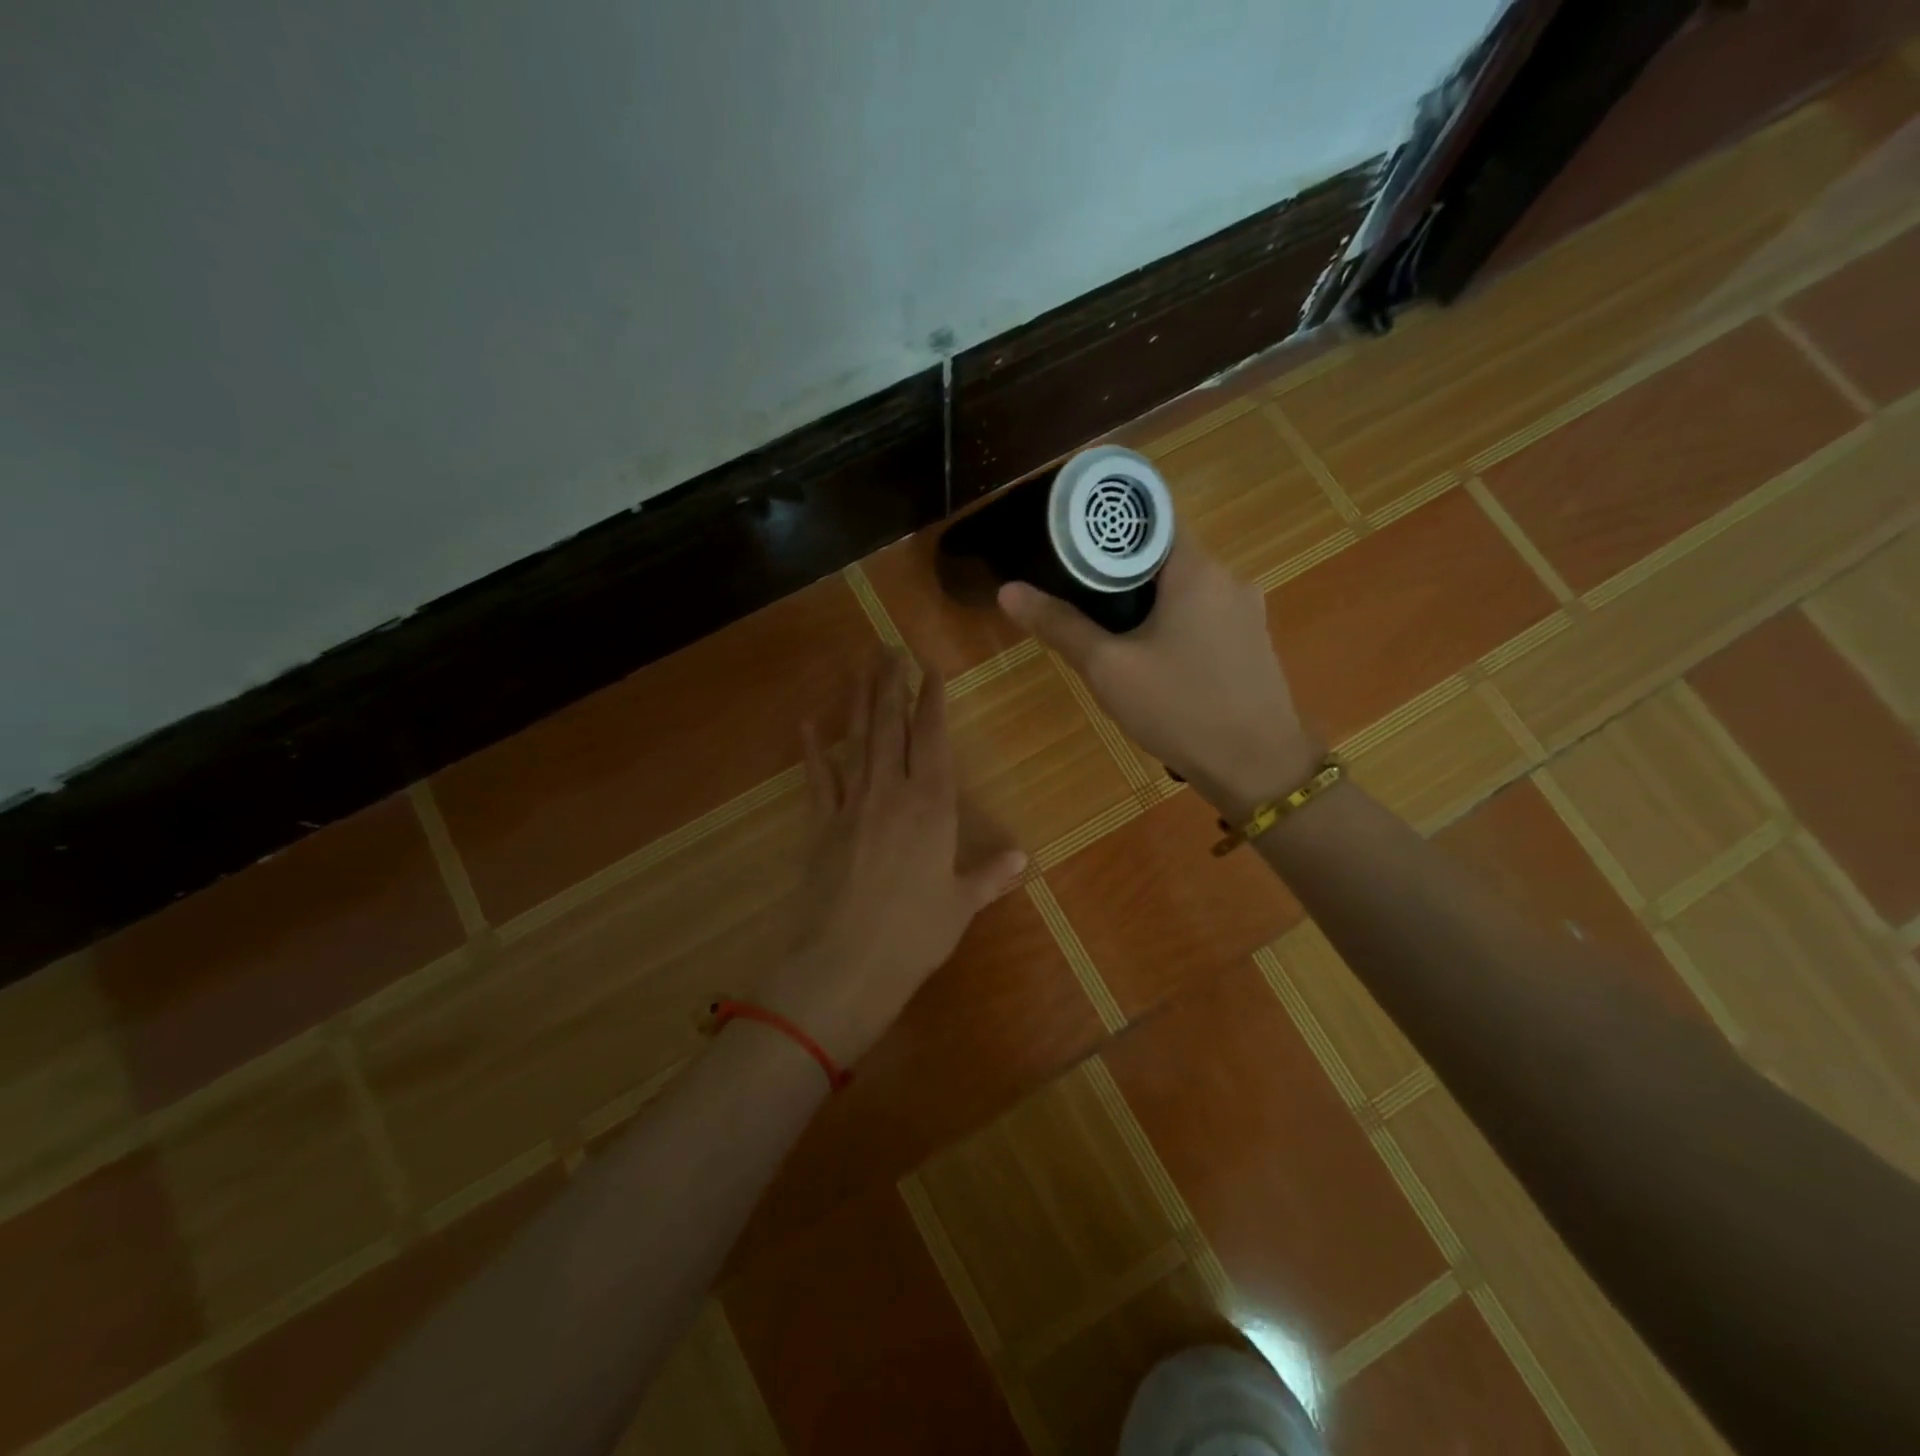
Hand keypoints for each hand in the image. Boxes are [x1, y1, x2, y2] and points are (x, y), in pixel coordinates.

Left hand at [756, 650, 1027, 1064]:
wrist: (845, 964)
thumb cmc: (914, 935)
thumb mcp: (960, 905)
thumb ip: (990, 876)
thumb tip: (1023, 858)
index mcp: (932, 806)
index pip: (932, 739)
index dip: (931, 701)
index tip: (929, 668)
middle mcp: (891, 793)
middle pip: (891, 727)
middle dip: (891, 685)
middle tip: (888, 648)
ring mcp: (851, 805)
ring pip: (857, 741)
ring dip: (859, 702)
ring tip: (859, 666)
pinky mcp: (820, 825)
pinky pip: (818, 778)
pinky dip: (814, 750)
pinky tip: (809, 723)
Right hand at [999, 530, 1321, 819]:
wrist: (1258, 768)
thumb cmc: (1180, 708)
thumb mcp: (1109, 668)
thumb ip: (1060, 625)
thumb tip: (1008, 591)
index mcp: (1197, 569)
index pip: (1150, 518)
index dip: (1108, 526)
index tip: (1071, 542)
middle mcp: (1228, 578)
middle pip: (1164, 555)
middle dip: (1120, 571)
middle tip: (1076, 592)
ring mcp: (1247, 612)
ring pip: (1184, 589)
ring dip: (1146, 601)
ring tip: (1107, 629)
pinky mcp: (1252, 643)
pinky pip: (1203, 616)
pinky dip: (1173, 623)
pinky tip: (1151, 658)